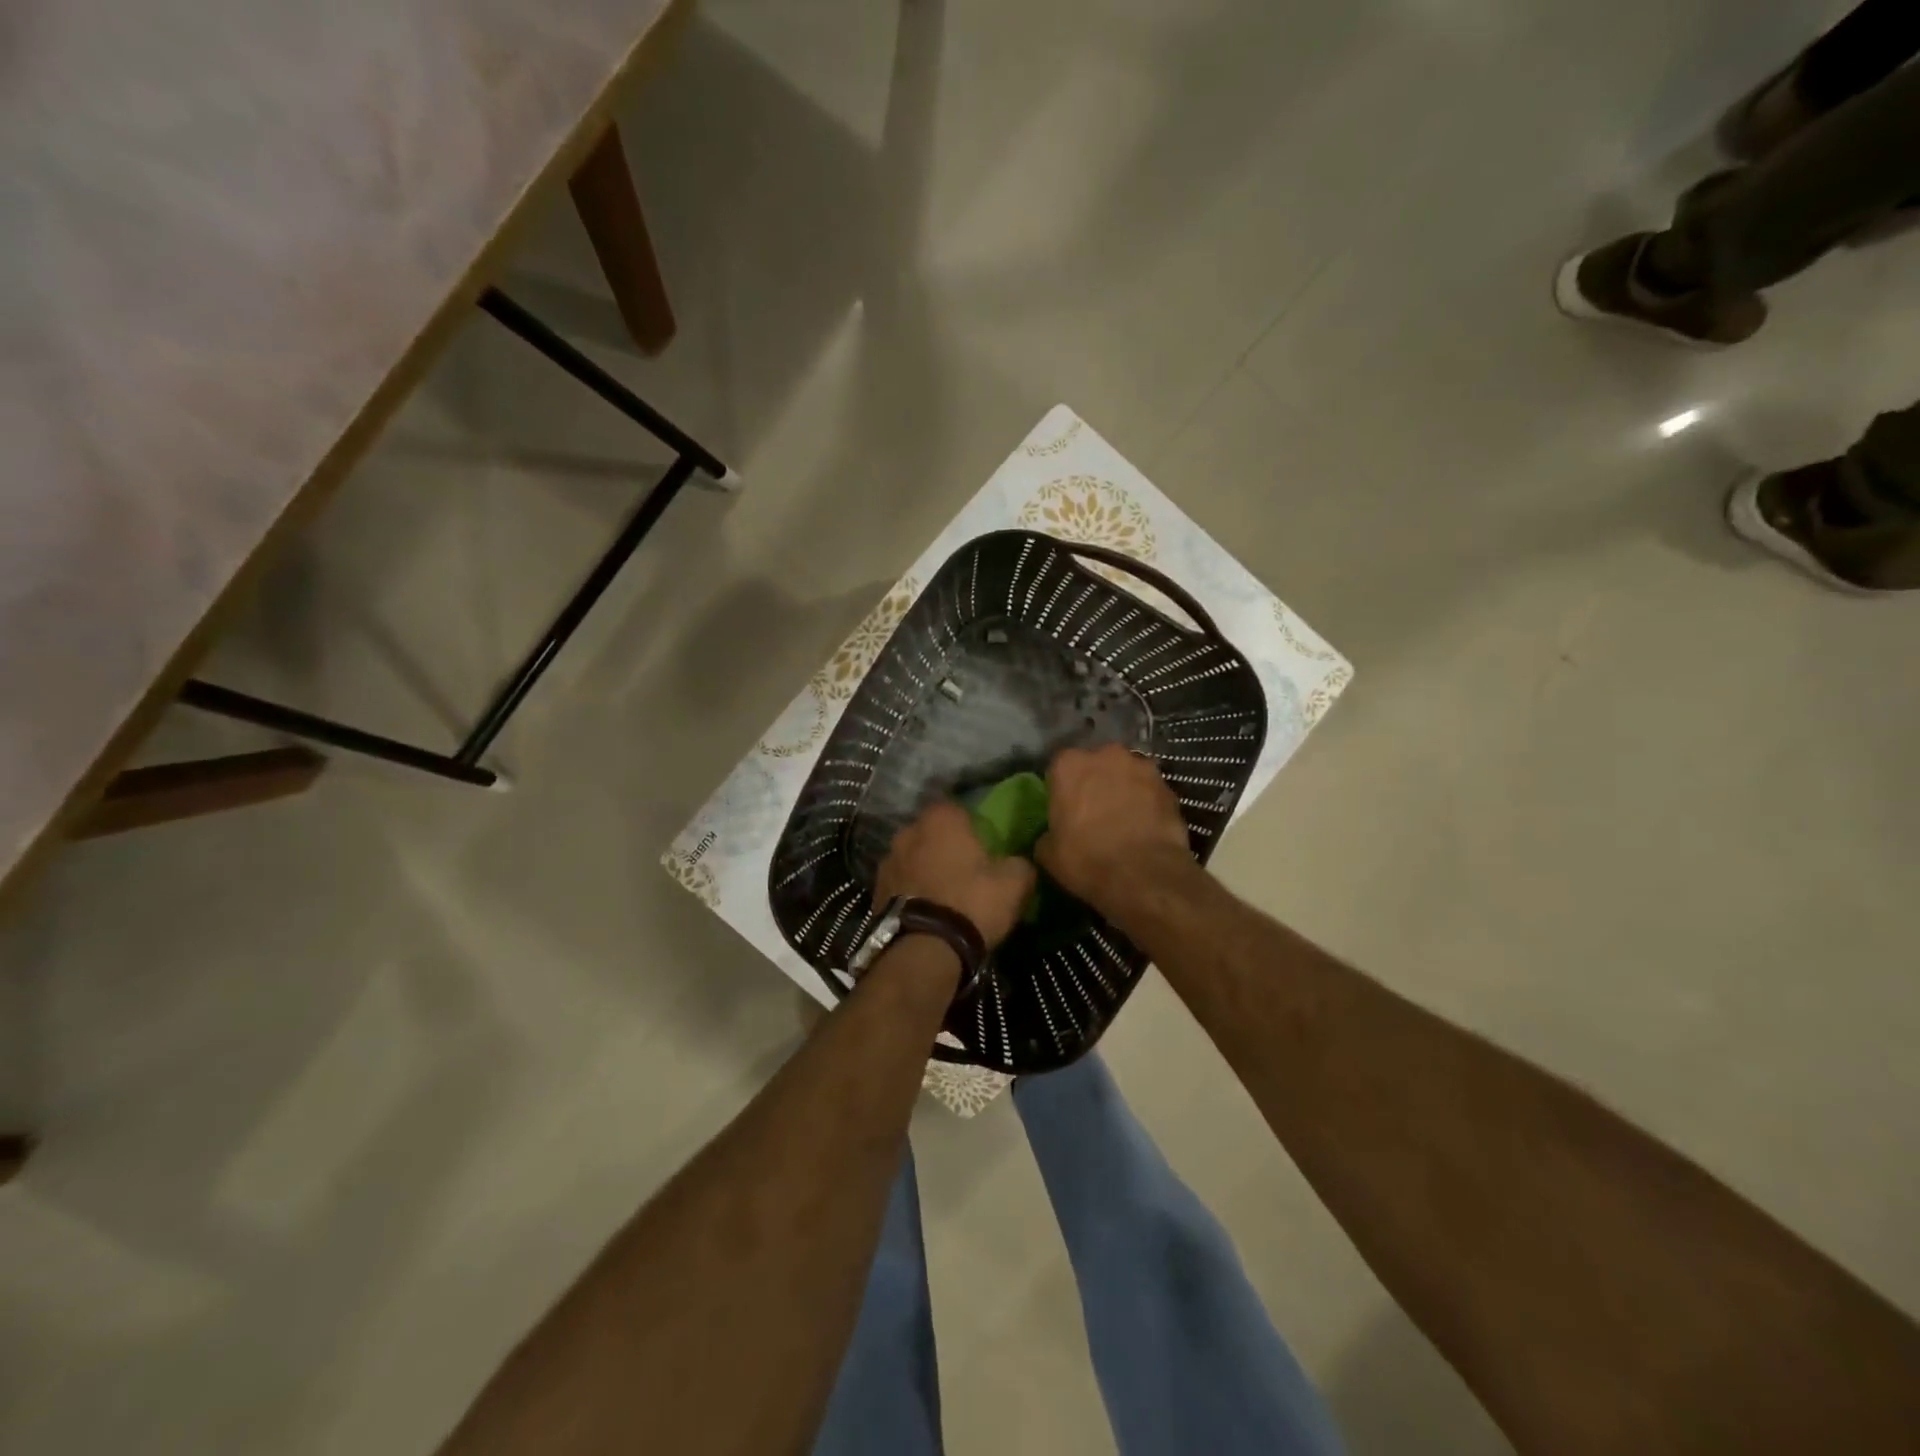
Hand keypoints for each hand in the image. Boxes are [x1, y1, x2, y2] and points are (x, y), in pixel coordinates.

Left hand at [876, 801, 1036, 949]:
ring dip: (925, 869)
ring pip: (912, 857)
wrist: (923, 951)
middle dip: (944, 846)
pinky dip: (911, 892)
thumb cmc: (971, 904)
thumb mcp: (1014, 884)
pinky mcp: (875, 891)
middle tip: (965, 869)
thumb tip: (1019, 863)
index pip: (957, 809)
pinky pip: (900, 883)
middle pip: (931, 832)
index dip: (971, 825)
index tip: (984, 845)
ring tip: (943, 894)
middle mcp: (908, 832)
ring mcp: (887, 861)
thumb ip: (1020, 864)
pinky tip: (926, 911)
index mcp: (940, 819)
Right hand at [1037, 744, 1191, 913]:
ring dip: (1124, 789)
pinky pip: (1151, 791)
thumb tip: (1053, 835)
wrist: (1144, 876)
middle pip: (1097, 764)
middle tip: (1095, 812)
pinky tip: (1146, 828)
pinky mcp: (1168, 787)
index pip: (1060, 767)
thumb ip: (1048, 833)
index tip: (1066, 808)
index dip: (1063, 788)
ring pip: (1127, 774)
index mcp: (1069, 765)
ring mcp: (1141, 767)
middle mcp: (1106, 755)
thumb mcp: (1048, 853)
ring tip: (1125, 819)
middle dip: (1096, 782)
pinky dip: (1148, 804)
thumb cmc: (1086, 860)